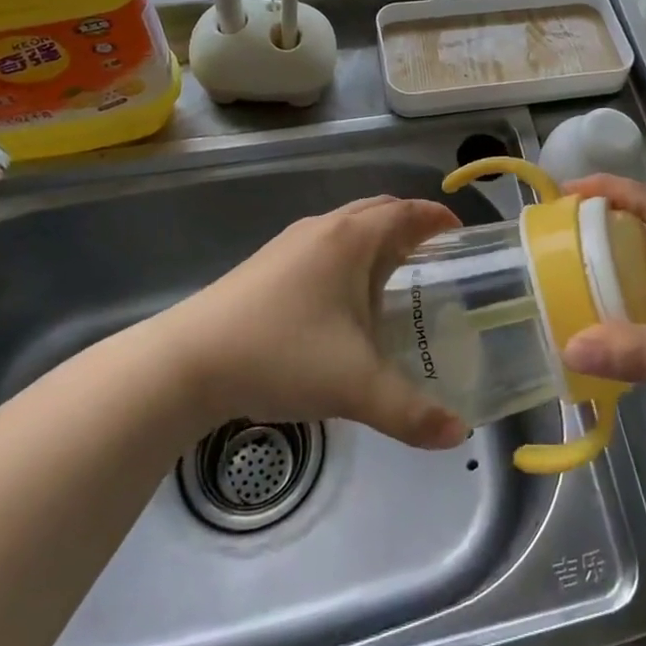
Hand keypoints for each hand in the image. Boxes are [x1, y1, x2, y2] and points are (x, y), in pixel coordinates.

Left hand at [174, 196, 469, 450]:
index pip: (406, 212)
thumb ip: (411, 412)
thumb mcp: (355, 387)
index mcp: (351, 239)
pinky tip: (344, 297)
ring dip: (377, 238)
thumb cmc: (281, 355)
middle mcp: (323, 229)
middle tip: (435, 254)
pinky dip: (349, 254)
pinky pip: (324, 244)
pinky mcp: (267, 264)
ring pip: (347, 226)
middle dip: (410, 224)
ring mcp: (290, 244)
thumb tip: (457, 434)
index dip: (436, 218)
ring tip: (396, 274)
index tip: (459, 233)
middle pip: (377, 210)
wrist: (186, 362)